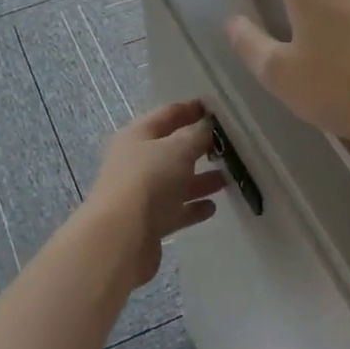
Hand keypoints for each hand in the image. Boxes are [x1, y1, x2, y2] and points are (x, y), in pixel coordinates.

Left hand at [86, 100, 225, 285]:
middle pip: (170, 149)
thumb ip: (195, 135)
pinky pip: (175, 210)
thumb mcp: (177, 150)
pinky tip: (212, 207)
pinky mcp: (148, 223)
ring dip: (199, 179)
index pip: (166, 115)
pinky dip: (192, 207)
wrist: (120, 238)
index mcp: (137, 136)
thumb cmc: (149, 181)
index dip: (189, 110)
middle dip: (198, 147)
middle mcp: (136, 162)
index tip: (215, 110)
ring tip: (227, 178)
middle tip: (229, 146)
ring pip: (175, 181)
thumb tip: (205, 125)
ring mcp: (140, 193)